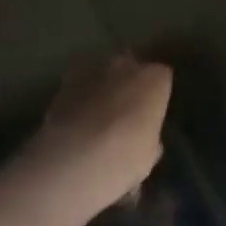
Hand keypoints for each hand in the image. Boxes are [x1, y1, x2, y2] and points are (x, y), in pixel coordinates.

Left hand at [29, 54, 173, 215]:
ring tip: (97, 118)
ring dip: (102, 89)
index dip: (156, 95)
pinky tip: (76, 122)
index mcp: (155, 79)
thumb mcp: (149, 153)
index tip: (152, 112)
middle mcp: (125, 65)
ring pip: (102, 74)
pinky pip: (78, 87)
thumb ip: (149, 135)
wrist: (75, 160)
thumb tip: (144, 136)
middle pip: (130, 68)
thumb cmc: (126, 156)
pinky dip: (79, 99)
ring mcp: (91, 71)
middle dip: (128, 84)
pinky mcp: (63, 83)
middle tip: (125, 112)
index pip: (162, 77)